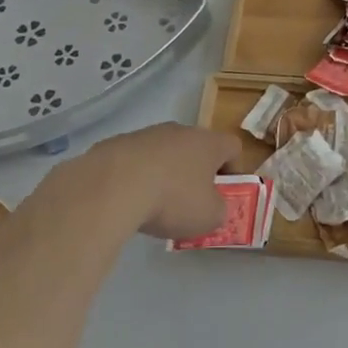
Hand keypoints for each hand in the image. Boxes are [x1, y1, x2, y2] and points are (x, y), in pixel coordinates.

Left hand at [67, 122, 239, 240]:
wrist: (113, 185)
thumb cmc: (173, 199)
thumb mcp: (209, 217)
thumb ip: (220, 211)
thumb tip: (214, 206)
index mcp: (209, 143)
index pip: (233, 147)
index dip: (234, 169)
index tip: (226, 193)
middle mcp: (181, 131)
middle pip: (197, 148)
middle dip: (197, 173)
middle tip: (191, 202)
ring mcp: (148, 134)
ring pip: (166, 153)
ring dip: (166, 173)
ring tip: (156, 204)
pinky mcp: (118, 143)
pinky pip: (138, 160)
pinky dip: (138, 176)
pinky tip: (130, 199)